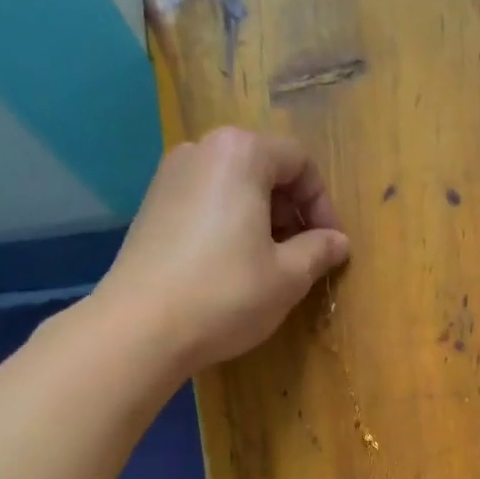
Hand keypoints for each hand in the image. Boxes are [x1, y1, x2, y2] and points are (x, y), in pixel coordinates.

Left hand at [96, 127, 349, 371]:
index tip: (330, 245)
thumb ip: (318, 251)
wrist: (141, 327)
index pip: (299, 162)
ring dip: (262, 220)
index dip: (322, 204)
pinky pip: (206, 204)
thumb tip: (338, 242)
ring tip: (270, 265)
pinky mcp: (152, 207)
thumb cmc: (226, 294)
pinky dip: (230, 225)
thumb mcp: (287, 277)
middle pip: (264, 168)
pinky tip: (232, 268)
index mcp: (240, 154)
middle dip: (291, 211)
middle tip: (302, 256)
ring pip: (234, 187)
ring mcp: (170, 177)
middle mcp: (201, 151)